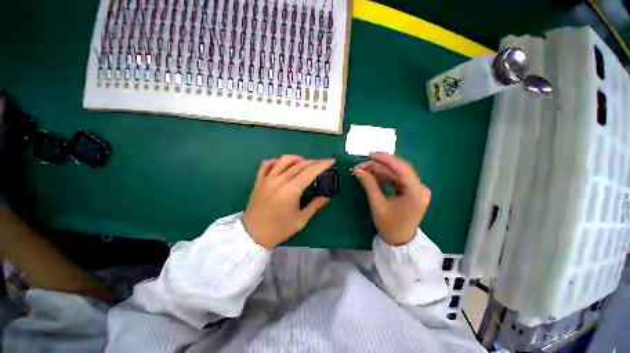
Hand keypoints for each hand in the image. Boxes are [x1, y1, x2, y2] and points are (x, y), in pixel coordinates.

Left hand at [242, 155, 335, 248]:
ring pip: (283, 160)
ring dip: (296, 159)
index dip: (322, 165)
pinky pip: (267, 164)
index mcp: (290, 191)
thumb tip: (327, 196)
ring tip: (303, 163)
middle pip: (299, 165)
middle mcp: (279, 181)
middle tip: (321, 164)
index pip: (309, 172)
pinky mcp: (259, 181)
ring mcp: (267, 179)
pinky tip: (283, 165)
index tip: (331, 160)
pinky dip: (276, 161)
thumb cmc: (279, 229)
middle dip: (313, 162)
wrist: (253, 235)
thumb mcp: (301, 220)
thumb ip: (315, 205)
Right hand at [353, 152, 430, 245]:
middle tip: (362, 165)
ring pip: (397, 173)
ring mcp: (417, 189)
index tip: (370, 155)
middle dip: (379, 165)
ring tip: (364, 170)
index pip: (401, 168)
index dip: (385, 159)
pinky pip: (397, 179)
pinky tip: (374, 176)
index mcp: (415, 192)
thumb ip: (369, 184)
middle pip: (399, 169)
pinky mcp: (412, 191)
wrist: (400, 241)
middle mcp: (420, 188)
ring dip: (380, 171)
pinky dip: (385, 177)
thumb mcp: (377, 204)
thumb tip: (358, 170)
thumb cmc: (389, 226)